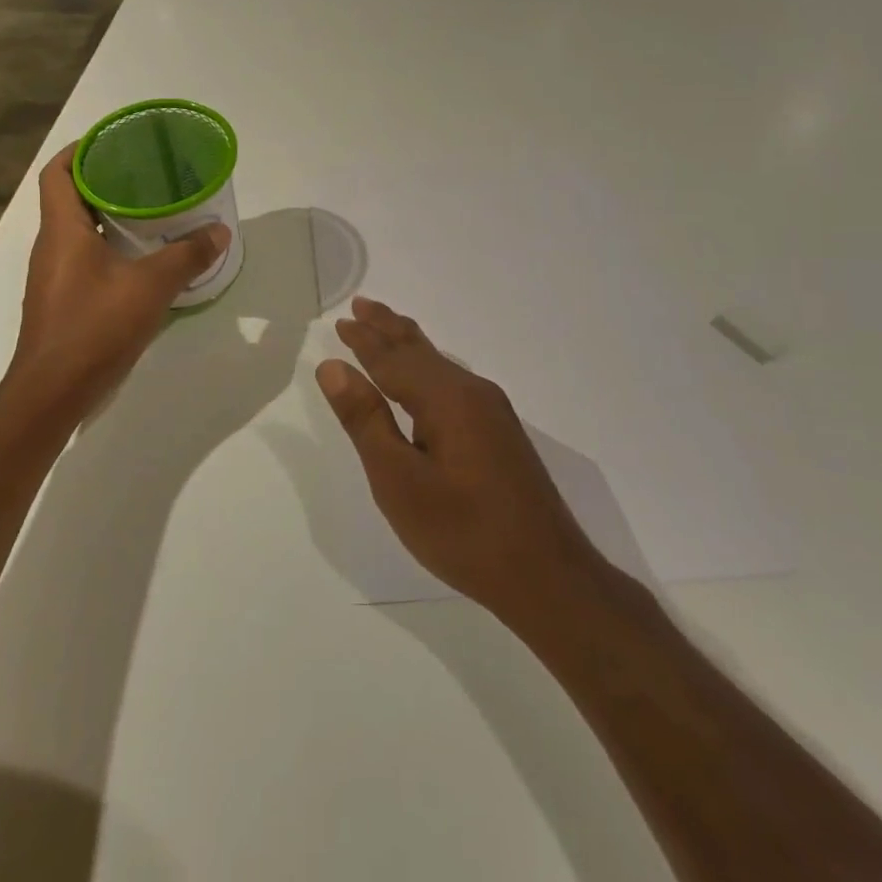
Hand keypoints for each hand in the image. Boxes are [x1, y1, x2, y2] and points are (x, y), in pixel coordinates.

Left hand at [4, 144, 229, 424]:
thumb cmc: (94, 328)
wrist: (52, 393)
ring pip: (77, 231)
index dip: (80, 150)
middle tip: (145, 175)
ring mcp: (52, 277)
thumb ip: (187, 256)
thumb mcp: (150, 287)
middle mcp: (51, 247)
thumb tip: (220, 231)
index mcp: (62, 230)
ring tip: (151, 212)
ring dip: (108, 217)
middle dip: (104, 181)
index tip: (112, 141)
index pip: (57, 173)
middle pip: (70, 198)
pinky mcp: (61, 302)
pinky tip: (141, 261)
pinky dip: (108, 249)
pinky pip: (83, 259)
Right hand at [316, 298, 597, 624]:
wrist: (548, 577)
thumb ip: (365, 420)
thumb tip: (333, 366)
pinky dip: (427, 368)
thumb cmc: (463, 531)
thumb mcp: (398, 480)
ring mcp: (492, 412)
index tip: (341, 320)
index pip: (392, 357)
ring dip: (408, 345)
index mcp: (445, 398)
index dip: (363, 339)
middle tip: (361, 305)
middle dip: (388, 327)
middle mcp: (472, 392)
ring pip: (439, 365)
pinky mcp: (501, 434)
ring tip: (387, 328)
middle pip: (420, 350)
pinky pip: (453, 382)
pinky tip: (426, 377)